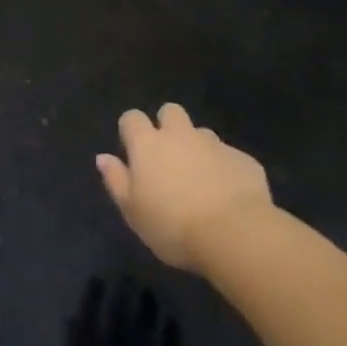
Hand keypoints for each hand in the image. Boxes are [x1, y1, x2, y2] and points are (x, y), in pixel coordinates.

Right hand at [96, 104, 272, 272]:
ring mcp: (214, 144)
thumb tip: (103, 158)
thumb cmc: (172, 225)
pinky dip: (224, 169)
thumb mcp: (133, 211)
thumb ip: (116, 180)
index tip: (133, 152)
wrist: (234, 234)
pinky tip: (228, 195)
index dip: (131, 130)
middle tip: (168, 157)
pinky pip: (229, 156)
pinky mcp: (243, 159)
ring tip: (201, 180)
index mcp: (148, 145)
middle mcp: (180, 135)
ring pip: (201, 133)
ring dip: (197, 148)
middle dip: (167, 125)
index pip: (132, 118)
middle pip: (170, 111)